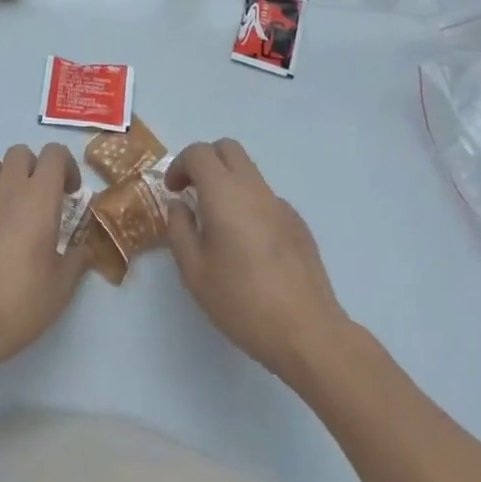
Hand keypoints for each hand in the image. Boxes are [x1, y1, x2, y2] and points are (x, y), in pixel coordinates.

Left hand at [0, 143, 88, 385]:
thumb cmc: (19, 302)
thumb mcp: (61, 287)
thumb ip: (76, 259)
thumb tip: (82, 248)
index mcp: (38, 197)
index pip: (54, 153)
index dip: (66, 166)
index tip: (70, 194)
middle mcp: (7, 188)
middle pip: (21, 152)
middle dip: (36, 168)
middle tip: (43, 200)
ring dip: (9, 179)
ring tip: (15, 211)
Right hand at [165, 139, 349, 382]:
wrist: (307, 332)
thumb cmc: (242, 301)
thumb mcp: (194, 271)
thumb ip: (180, 230)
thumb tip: (180, 205)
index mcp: (225, 194)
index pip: (199, 153)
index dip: (180, 165)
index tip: (173, 192)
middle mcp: (254, 189)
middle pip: (228, 149)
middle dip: (205, 161)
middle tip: (193, 192)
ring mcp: (280, 204)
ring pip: (249, 172)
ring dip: (227, 182)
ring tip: (218, 223)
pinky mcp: (298, 223)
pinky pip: (266, 198)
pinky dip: (249, 204)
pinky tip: (249, 246)